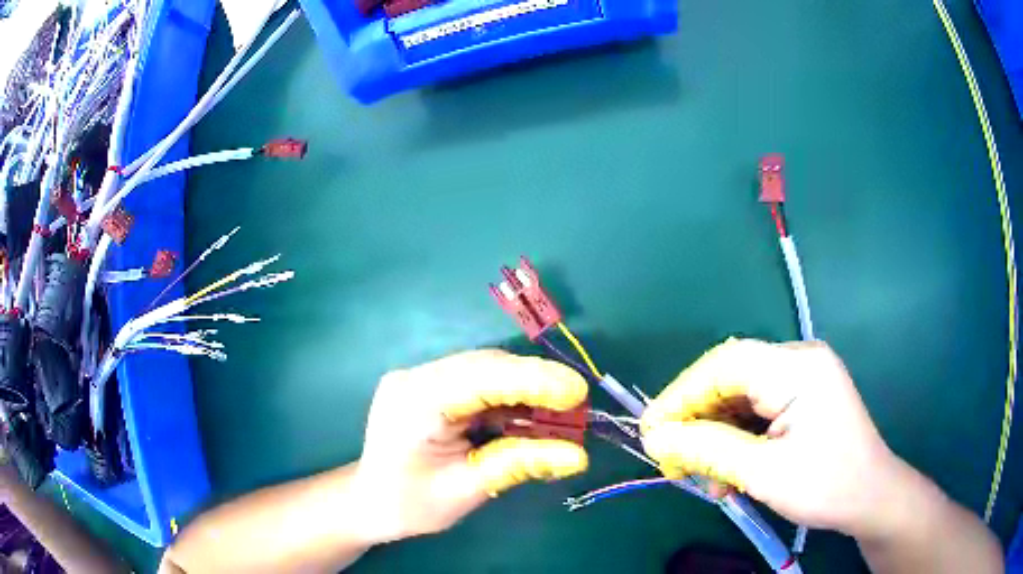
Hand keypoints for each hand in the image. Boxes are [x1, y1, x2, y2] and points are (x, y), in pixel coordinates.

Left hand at [352, 350, 588, 543]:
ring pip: (488, 374)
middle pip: (486, 367)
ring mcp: (422, 379)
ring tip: (563, 416)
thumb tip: (578, 456)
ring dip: (527, 393)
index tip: (576, 392)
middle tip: (577, 406)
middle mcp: (416, 377)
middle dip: (536, 384)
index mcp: (414, 400)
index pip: (481, 376)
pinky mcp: (432, 388)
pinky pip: (480, 387)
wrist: (370, 502)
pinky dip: (511, 402)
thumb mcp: (465, 490)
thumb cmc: (409, 504)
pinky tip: (534, 419)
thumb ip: (518, 465)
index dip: (533, 380)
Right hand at [640, 338, 911, 538]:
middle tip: (673, 462)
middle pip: (730, 379)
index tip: (651, 432)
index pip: (724, 364)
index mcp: (797, 367)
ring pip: (739, 397)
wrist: (871, 497)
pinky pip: (756, 409)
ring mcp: (802, 377)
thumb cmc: (826, 486)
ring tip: (704, 476)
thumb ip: (707, 449)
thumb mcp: (762, 472)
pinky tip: (728, 470)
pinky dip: (735, 438)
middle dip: (697, 421)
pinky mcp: (802, 396)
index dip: (682, 395)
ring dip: (715, 435)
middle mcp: (799, 360)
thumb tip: (657, 438)